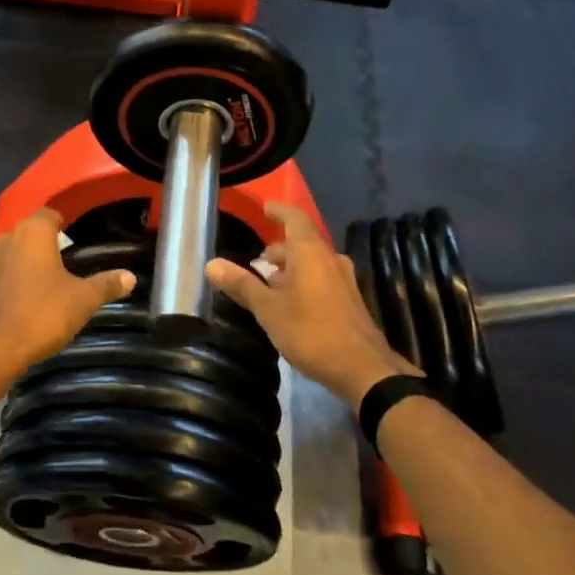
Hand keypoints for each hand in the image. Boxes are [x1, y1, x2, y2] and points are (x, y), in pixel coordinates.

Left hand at [0, 209, 134, 379]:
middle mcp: (7, 240)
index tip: (77, 238)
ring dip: (30, 264)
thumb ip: (106, 285)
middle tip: (70, 262)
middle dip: (48, 245)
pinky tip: (30, 302)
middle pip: (31, 234)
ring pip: (15, 255)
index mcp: (32, 233)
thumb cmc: (42, 314)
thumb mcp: (83, 300)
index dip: (63, 224)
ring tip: (52, 283)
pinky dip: (16, 283)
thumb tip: (130, 277)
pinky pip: (4, 277)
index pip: (49, 214)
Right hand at [206, 202, 420, 410]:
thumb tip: (211, 264)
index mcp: (310, 252)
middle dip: (279, 248)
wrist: (362, 367)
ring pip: (312, 262)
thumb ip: (242, 284)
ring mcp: (343, 279)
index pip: (294, 218)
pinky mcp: (349, 299)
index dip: (279, 211)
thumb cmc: (310, 331)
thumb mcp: (268, 309)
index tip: (265, 207)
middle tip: (257, 260)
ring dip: (291, 267)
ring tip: (269, 283)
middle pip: (302, 242)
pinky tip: (291, 302)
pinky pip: (322, 278)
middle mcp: (330, 258)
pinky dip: (303, 280)